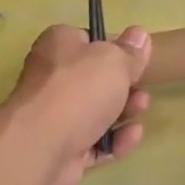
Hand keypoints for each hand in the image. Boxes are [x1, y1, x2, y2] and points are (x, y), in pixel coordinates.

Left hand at [5, 23, 151, 184]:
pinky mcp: (62, 149)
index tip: (136, 59)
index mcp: (58, 46)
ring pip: (96, 113)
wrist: (41, 146)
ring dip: (123, 112)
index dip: (114, 49)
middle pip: (94, 80)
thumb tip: (139, 35)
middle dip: (123, 85)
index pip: (88, 41)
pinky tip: (132, 136)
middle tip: (142, 89)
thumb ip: (130, 51)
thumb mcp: (114, 60)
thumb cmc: (78, 90)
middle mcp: (52, 78)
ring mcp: (55, 116)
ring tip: (141, 110)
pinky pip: (95, 142)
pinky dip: (115, 140)